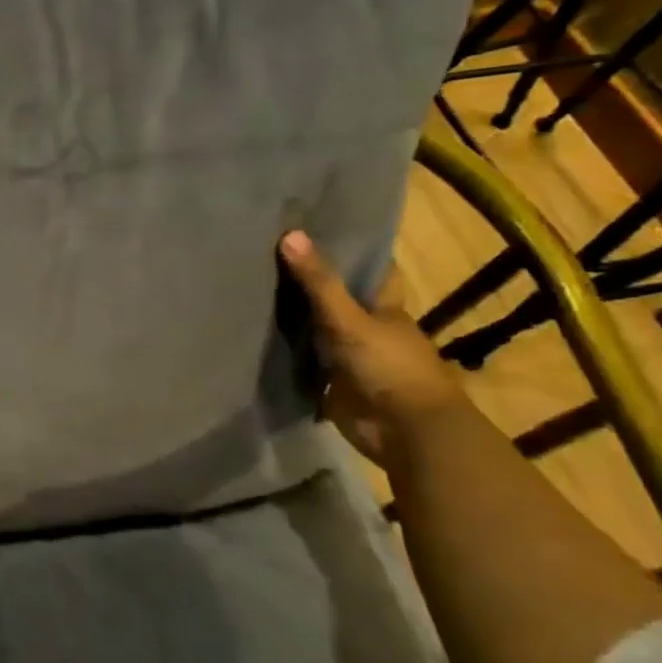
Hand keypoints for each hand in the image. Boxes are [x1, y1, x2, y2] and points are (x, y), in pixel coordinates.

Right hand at [278, 231, 469, 470]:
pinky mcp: (335, 388)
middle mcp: (370, 331)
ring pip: (323, 333)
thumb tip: (289, 233)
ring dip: (299, 322)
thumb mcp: (350, 319)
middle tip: (274, 258)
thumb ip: (319, 282)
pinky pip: (308, 366)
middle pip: (342, 301)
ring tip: (256, 293)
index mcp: (385, 311)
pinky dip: (290, 357)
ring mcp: (353, 361)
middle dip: (315, 285)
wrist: (405, 432)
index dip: (357, 253)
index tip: (326, 230)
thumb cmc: (390, 367)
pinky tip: (260, 341)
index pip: (375, 273)